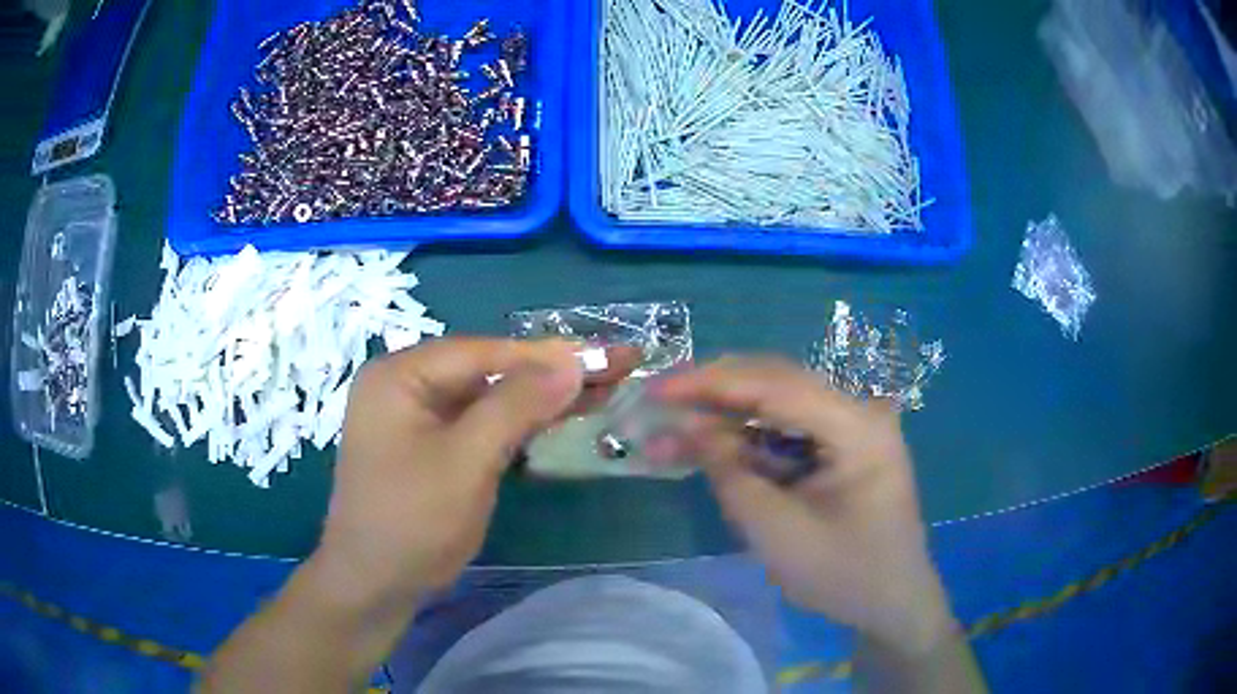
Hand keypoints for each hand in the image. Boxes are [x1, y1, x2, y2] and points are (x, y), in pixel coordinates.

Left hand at [311, 338, 632, 608]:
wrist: (374, 584)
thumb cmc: (411, 520)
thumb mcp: (466, 460)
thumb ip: (516, 405)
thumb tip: (570, 362)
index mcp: (400, 375)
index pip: (482, 352)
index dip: (545, 354)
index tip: (602, 355)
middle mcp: (405, 385)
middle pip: (488, 371)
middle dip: (548, 374)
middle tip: (611, 368)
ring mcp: (417, 418)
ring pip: (488, 398)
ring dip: (540, 398)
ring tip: (599, 391)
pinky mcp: (430, 447)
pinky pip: (480, 424)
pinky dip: (519, 424)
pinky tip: (558, 419)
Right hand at [657, 357, 955, 651]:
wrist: (892, 605)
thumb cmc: (844, 576)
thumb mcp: (777, 531)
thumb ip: (730, 473)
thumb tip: (686, 426)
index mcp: (857, 427)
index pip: (777, 385)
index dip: (712, 382)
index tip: (658, 388)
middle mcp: (858, 412)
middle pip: (777, 384)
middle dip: (716, 391)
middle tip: (660, 400)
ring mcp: (852, 429)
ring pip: (779, 404)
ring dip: (728, 415)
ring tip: (675, 425)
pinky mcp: (842, 448)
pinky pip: (789, 431)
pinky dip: (748, 438)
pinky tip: (713, 445)